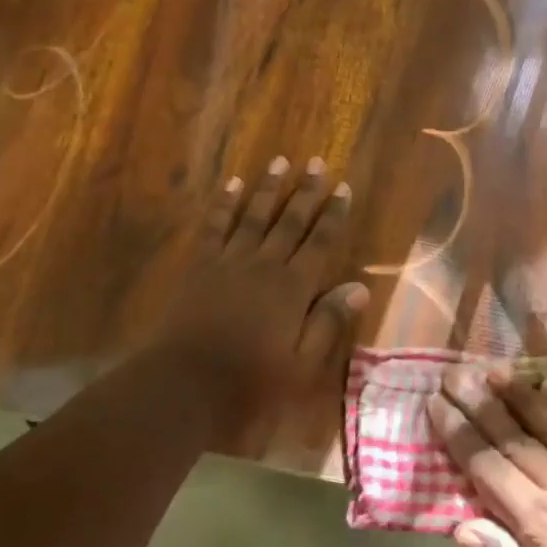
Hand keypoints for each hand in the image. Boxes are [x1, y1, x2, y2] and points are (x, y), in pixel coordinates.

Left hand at [143, 156, 367, 441]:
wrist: (186, 384)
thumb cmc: (251, 382)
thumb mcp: (302, 364)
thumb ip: (329, 322)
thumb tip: (360, 287)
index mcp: (294, 287)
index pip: (320, 241)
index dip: (333, 214)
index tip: (343, 187)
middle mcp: (265, 263)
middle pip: (290, 220)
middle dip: (306, 191)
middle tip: (317, 162)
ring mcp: (230, 260)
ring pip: (254, 215)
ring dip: (268, 188)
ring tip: (279, 161)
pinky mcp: (200, 264)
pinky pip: (215, 225)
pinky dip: (224, 203)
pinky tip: (232, 184)